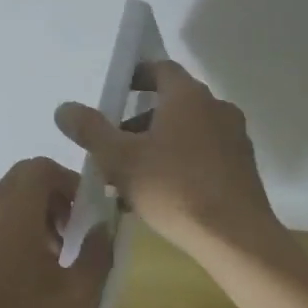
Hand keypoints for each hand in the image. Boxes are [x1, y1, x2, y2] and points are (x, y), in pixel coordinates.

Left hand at [0, 157, 111, 307]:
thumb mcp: (75, 295)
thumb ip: (96, 255)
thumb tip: (101, 231)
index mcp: (13, 208)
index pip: (41, 168)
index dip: (69, 184)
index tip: (85, 217)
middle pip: (23, 182)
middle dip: (53, 203)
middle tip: (69, 240)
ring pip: (4, 203)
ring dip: (31, 219)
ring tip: (48, 263)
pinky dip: (8, 233)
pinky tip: (18, 277)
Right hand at [54, 59, 276, 257]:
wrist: (236, 238)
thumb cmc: (174, 189)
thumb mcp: (119, 159)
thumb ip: (90, 130)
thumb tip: (64, 108)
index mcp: (188, 96)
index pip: (160, 69)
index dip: (135, 77)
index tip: (114, 94)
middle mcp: (216, 107)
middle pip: (172, 103)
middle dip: (139, 121)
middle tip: (114, 146)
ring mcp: (234, 138)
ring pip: (187, 132)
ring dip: (158, 145)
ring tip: (132, 178)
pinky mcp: (243, 168)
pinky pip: (204, 154)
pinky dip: (180, 163)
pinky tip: (161, 194)